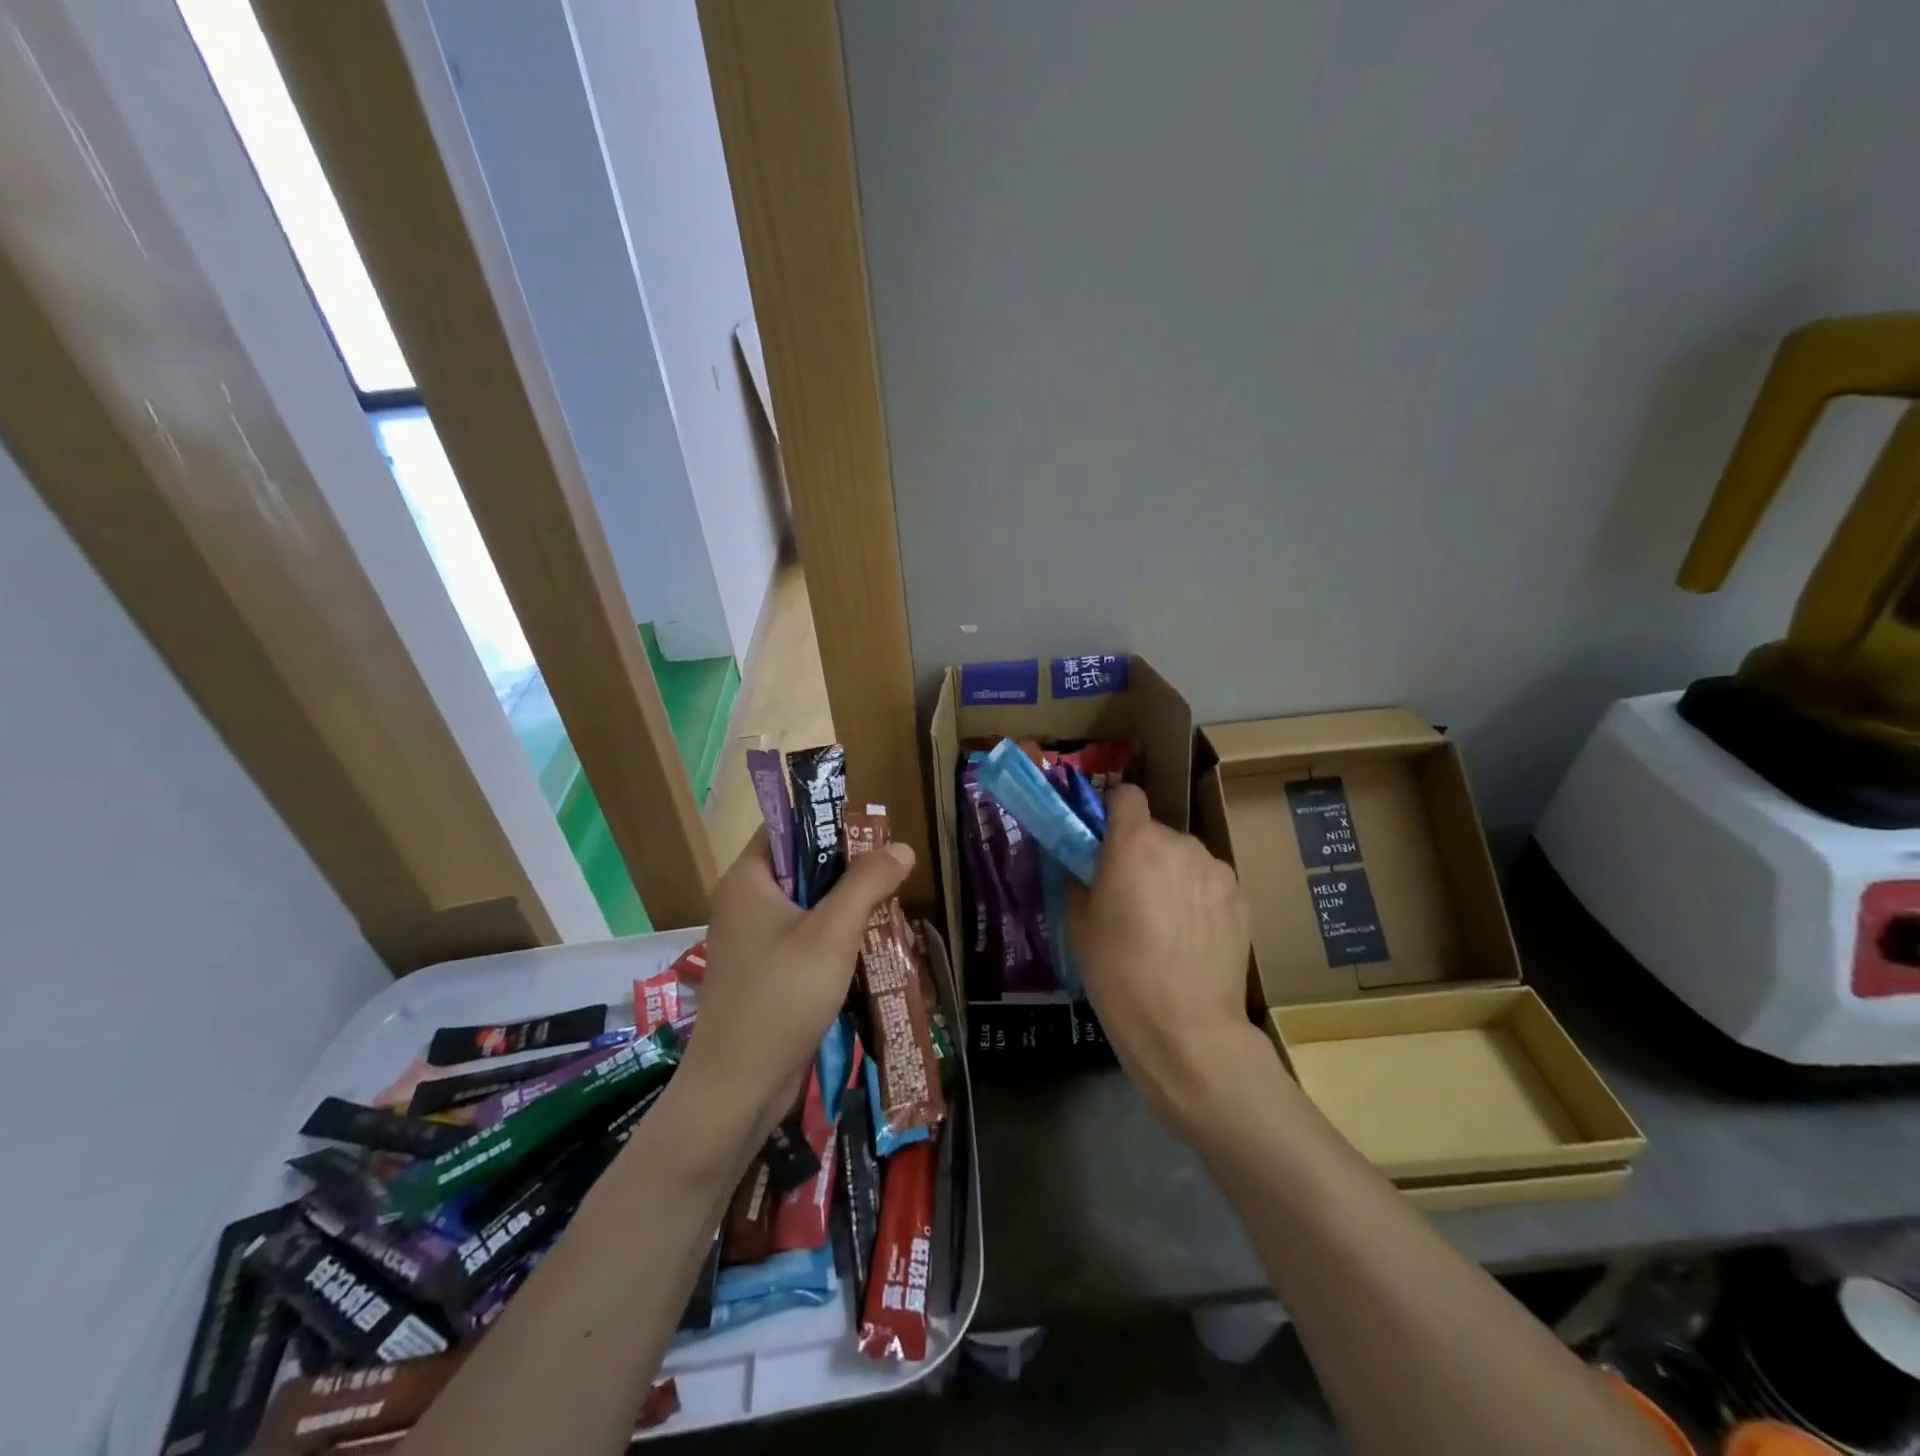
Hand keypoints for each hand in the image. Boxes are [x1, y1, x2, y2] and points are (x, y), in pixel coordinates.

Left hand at [678, 827, 914, 1139]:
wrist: (737, 1088)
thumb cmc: (782, 996)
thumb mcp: (833, 933)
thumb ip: (867, 883)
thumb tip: (901, 847)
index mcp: (747, 879)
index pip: (785, 826)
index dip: (826, 821)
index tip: (871, 832)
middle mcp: (743, 902)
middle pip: (800, 865)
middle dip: (846, 869)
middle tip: (890, 874)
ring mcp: (752, 940)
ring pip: (805, 905)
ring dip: (844, 907)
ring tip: (887, 910)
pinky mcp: (763, 972)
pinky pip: (802, 938)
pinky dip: (832, 938)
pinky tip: (866, 949)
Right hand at [1070, 784, 1258, 1124]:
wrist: (1186, 1028)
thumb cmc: (1118, 974)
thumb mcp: (1079, 926)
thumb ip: (1080, 879)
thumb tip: (1083, 865)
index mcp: (1134, 842)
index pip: (1126, 794)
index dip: (1113, 811)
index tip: (1104, 839)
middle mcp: (1180, 843)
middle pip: (1156, 833)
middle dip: (1142, 854)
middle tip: (1131, 897)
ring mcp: (1217, 869)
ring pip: (1185, 859)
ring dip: (1173, 876)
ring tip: (1166, 924)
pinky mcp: (1242, 898)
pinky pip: (1210, 883)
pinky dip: (1198, 898)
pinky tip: (1192, 939)